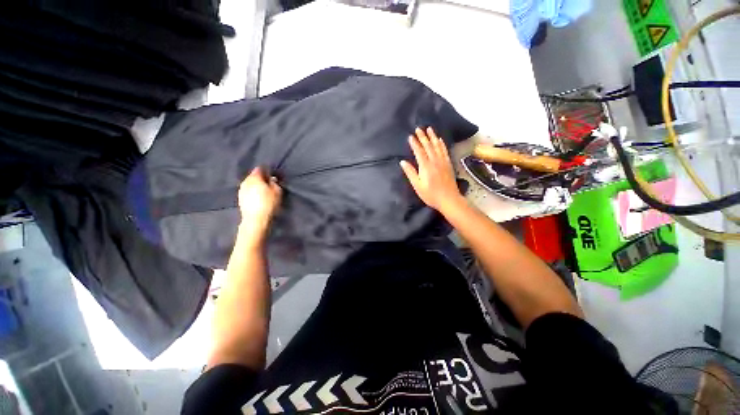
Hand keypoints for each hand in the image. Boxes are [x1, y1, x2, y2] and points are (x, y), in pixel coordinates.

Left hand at [238, 167, 281, 230]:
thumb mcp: (277, 191)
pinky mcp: (240, 199)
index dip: (265, 171)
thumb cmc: (268, 203)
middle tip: (268, 183)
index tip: (271, 175)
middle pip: (253, 176)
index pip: (259, 169)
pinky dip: (252, 192)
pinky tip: (257, 197)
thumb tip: (271, 178)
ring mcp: (241, 190)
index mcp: (254, 178)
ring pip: (249, 184)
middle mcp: (245, 182)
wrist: (255, 219)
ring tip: (263, 190)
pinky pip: (247, 191)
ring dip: (255, 185)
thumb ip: (274, 183)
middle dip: (260, 178)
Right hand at [400, 127, 464, 212]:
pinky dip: (441, 144)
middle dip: (423, 137)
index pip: (419, 152)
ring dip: (433, 137)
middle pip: (428, 146)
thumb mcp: (417, 186)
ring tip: (429, 129)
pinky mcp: (448, 164)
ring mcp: (443, 162)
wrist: (449, 199)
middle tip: (419, 128)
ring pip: (437, 146)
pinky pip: (444, 151)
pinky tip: (440, 140)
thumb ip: (410, 173)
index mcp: (425, 166)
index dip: (414, 143)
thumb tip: (402, 162)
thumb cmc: (431, 195)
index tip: (410, 136)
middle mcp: (435, 161)